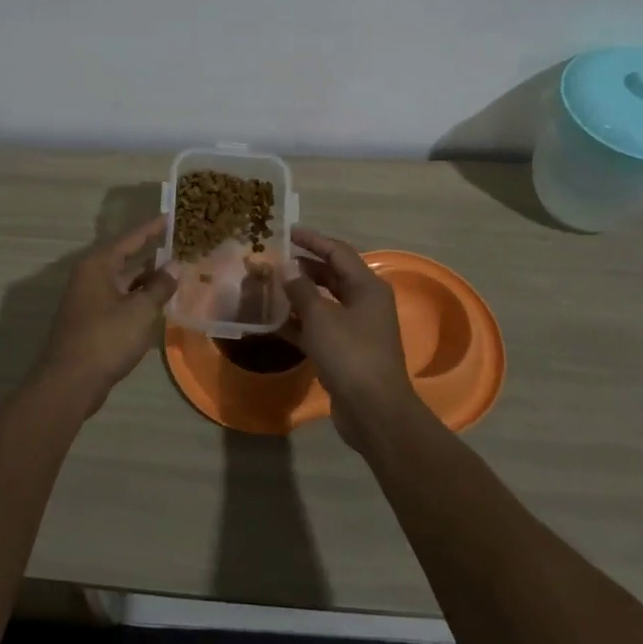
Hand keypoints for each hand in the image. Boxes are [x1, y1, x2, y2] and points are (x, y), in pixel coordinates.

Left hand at [36, 216, 177, 412]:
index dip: (152, 228)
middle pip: (125, 258)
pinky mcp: (91, 321)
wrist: (71, 382)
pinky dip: (138, 298)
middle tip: (179, 245)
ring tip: (175, 272)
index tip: (170, 216)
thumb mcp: (140, 310)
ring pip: (124, 281)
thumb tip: (174, 268)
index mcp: (98, 265)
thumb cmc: (106, 338)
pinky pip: (120, 300)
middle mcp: (90, 276)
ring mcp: (88, 299)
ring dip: (147, 279)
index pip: (130, 239)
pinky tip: (157, 302)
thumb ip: (160, 287)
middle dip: (152, 254)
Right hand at [283, 226, 424, 449]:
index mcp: (367, 287)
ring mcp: (356, 328)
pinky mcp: (345, 351)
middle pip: (332, 275)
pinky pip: (320, 327)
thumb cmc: (350, 354)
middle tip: (274, 259)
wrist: (373, 411)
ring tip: (269, 286)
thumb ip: (301, 289)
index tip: (287, 232)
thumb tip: (286, 267)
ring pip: (324, 302)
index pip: (337, 252)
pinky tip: (274, 320)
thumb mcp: (320, 317)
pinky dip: (300, 322)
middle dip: (303, 267)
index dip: (312, 240)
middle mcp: (365, 302)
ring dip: (298, 294)